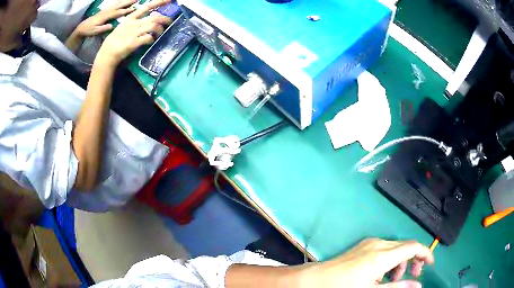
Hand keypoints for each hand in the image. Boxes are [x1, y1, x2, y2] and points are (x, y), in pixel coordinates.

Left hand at [77, 0, 138, 36]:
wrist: (82, 28)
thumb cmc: (88, 31)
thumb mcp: (95, 31)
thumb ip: (103, 28)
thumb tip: (112, 25)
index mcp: (105, 16)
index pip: (117, 12)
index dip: (126, 10)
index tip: (133, 9)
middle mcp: (106, 11)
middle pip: (119, 5)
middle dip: (127, 2)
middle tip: (136, 0)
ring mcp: (105, 10)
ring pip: (117, 3)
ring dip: (125, 1)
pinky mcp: (104, 10)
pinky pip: (114, 4)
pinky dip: (119, 1)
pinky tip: (122, 1)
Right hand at [95, 0, 171, 66]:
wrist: (107, 53)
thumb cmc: (114, 40)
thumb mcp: (123, 27)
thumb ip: (134, 22)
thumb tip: (148, 21)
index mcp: (130, 18)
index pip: (146, 7)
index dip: (159, 2)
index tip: (169, 0)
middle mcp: (133, 23)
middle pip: (154, 17)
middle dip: (165, 19)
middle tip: (169, 21)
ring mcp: (134, 32)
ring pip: (153, 26)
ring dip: (160, 29)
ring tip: (159, 33)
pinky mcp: (134, 42)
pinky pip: (148, 38)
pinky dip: (152, 39)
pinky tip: (151, 41)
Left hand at [302, 239, 433, 287]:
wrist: (316, 280)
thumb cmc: (344, 287)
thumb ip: (397, 287)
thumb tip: (418, 285)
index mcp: (382, 255)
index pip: (413, 247)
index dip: (425, 253)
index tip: (430, 264)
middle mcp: (378, 244)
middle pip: (405, 246)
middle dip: (413, 260)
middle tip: (412, 275)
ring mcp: (369, 243)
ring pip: (395, 248)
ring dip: (400, 262)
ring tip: (393, 279)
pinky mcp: (363, 245)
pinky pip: (384, 249)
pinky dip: (390, 259)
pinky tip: (381, 273)